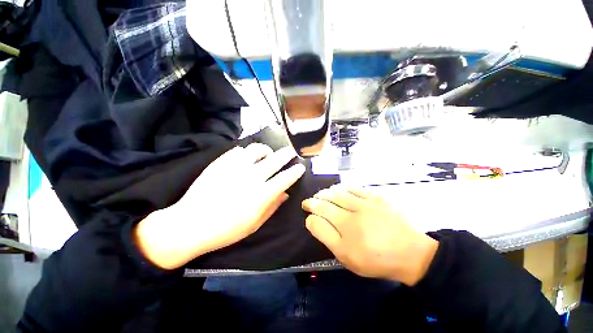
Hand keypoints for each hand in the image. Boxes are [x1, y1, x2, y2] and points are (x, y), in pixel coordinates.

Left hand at [135, 144, 305, 269]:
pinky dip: (247, 152)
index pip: (285, 178)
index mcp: (261, 194)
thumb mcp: (255, 224)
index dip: (295, 171)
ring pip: (257, 149)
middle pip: (275, 160)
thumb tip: (285, 193)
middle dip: (287, 154)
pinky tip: (247, 157)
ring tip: (267, 154)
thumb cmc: (226, 230)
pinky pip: (239, 150)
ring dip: (266, 150)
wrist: (190, 224)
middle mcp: (252, 177)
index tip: (300, 167)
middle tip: (291, 152)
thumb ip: (272, 207)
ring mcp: (235, 167)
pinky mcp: (221, 162)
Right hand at [302, 186, 438, 285]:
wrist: (412, 254)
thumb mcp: (346, 256)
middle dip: (317, 198)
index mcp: (346, 227)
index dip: (310, 206)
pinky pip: (355, 188)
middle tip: (311, 199)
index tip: (305, 206)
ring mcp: (367, 202)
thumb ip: (326, 236)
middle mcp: (354, 210)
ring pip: (340, 191)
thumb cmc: (376, 259)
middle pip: (329, 199)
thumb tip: (311, 219)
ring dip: (328, 192)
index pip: (321, 211)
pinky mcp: (377, 197)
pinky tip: (340, 190)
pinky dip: (344, 187)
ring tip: (323, 194)